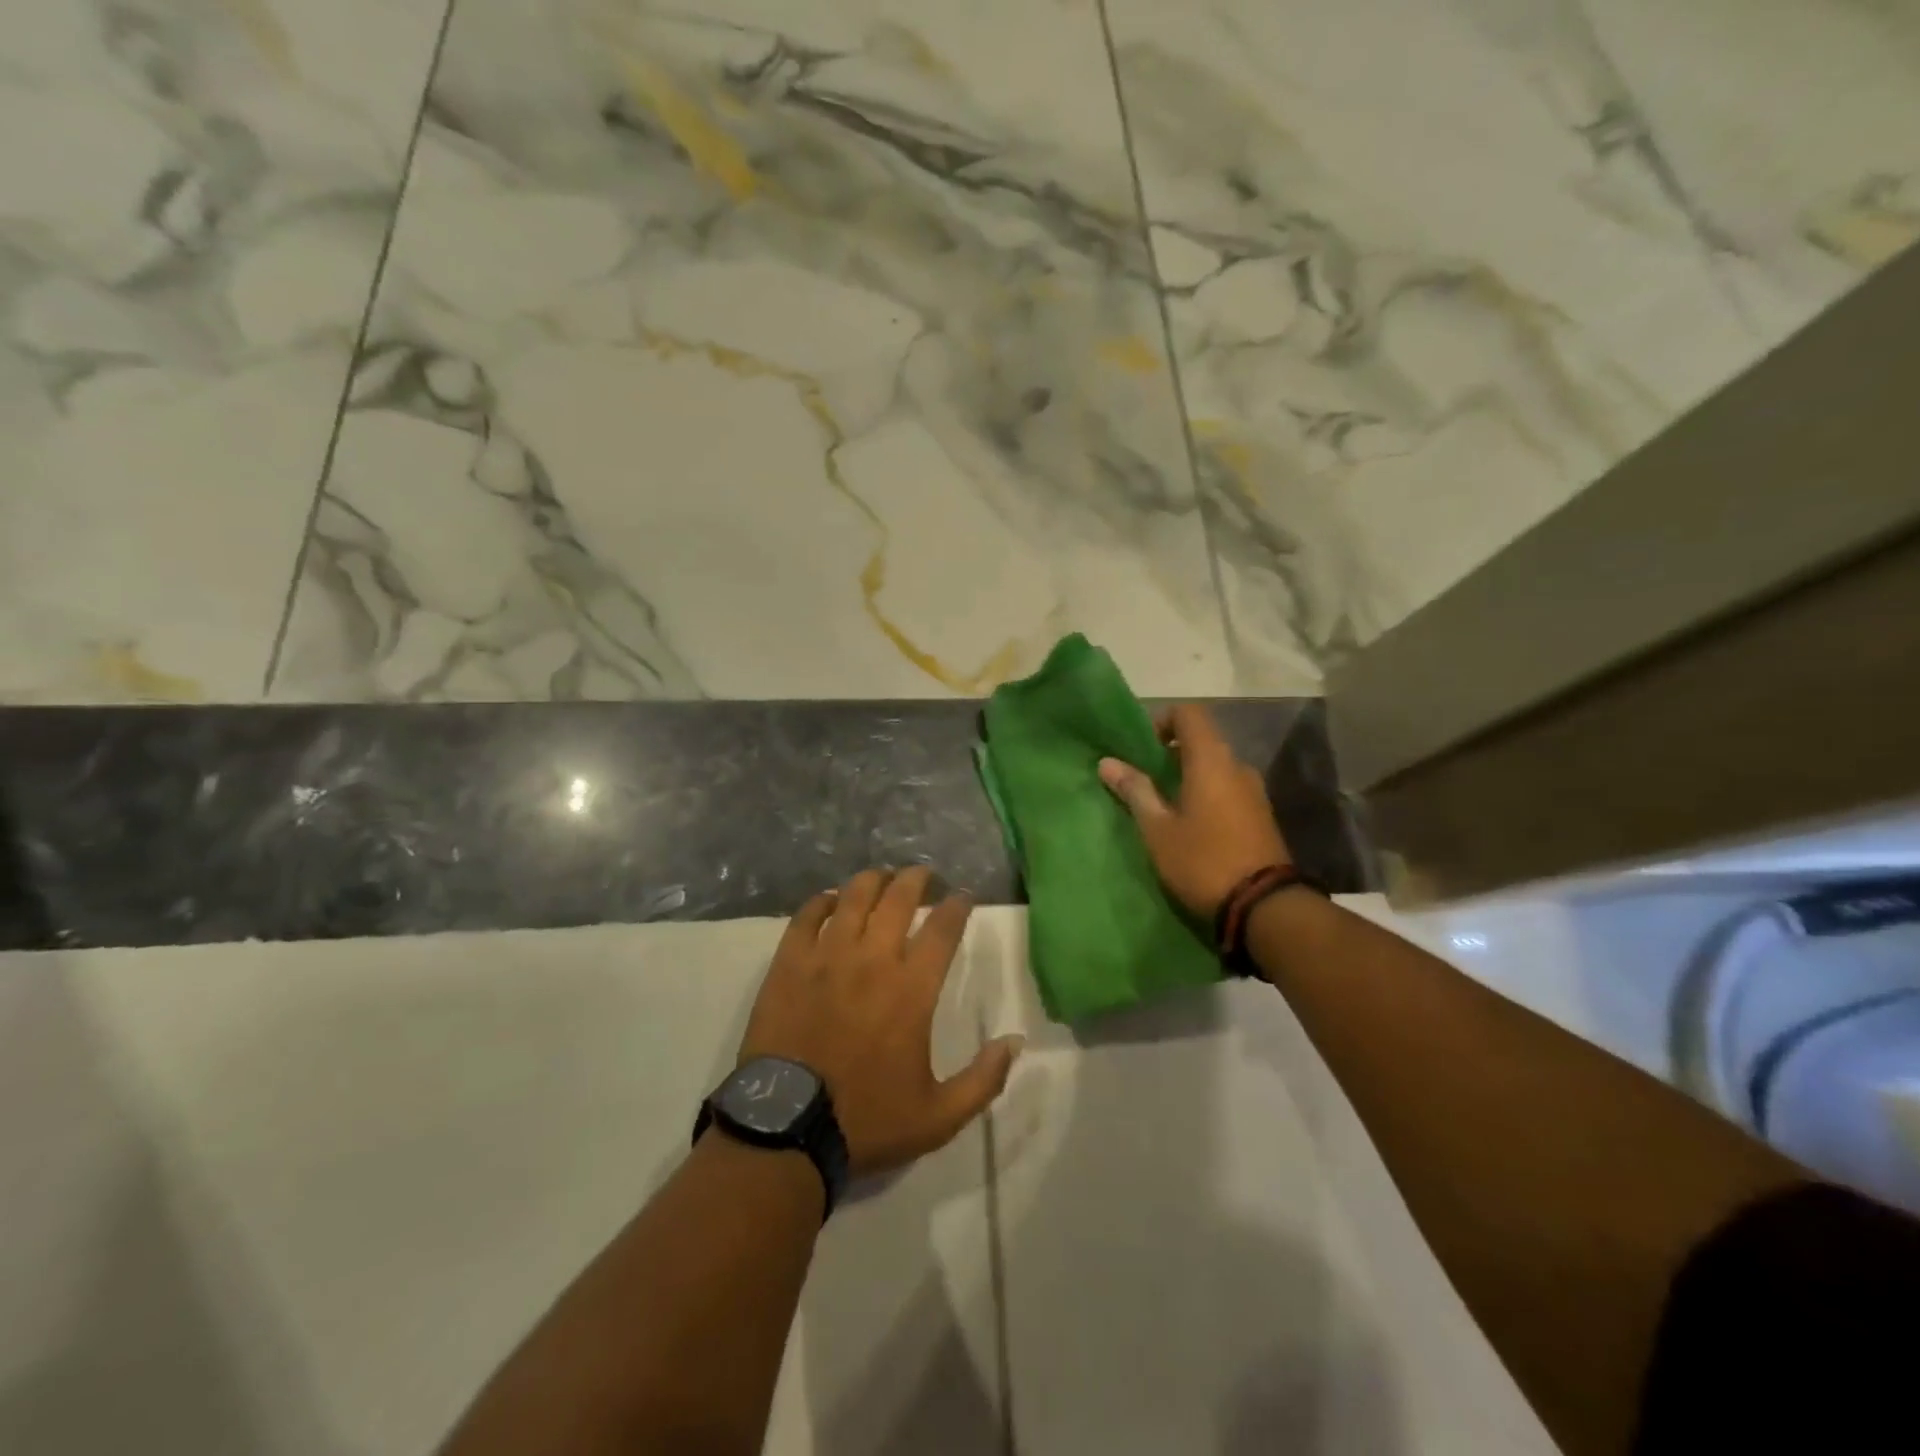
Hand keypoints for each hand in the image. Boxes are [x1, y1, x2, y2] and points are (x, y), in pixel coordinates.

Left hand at [737, 867, 1023, 1177]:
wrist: (788, 1130)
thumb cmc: (867, 1120)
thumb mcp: (939, 1116)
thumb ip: (984, 1079)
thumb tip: (1015, 1041)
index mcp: (912, 990)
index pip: (942, 928)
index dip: (957, 905)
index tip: (963, 896)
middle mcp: (872, 960)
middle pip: (898, 898)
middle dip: (916, 878)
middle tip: (923, 874)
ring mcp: (826, 957)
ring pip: (853, 897)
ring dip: (873, 880)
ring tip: (882, 877)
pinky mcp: (789, 964)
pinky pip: (806, 917)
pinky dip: (821, 901)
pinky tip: (830, 900)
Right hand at [1097, 703, 1291, 918]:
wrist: (1264, 907)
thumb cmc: (1203, 861)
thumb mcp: (1158, 829)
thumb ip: (1135, 791)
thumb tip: (1107, 762)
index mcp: (1211, 760)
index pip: (1189, 713)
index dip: (1161, 721)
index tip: (1140, 749)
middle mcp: (1237, 766)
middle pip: (1201, 740)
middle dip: (1170, 754)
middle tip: (1143, 780)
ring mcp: (1254, 791)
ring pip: (1215, 767)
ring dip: (1188, 776)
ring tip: (1162, 806)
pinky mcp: (1261, 815)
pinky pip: (1227, 789)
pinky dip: (1206, 794)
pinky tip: (1189, 824)